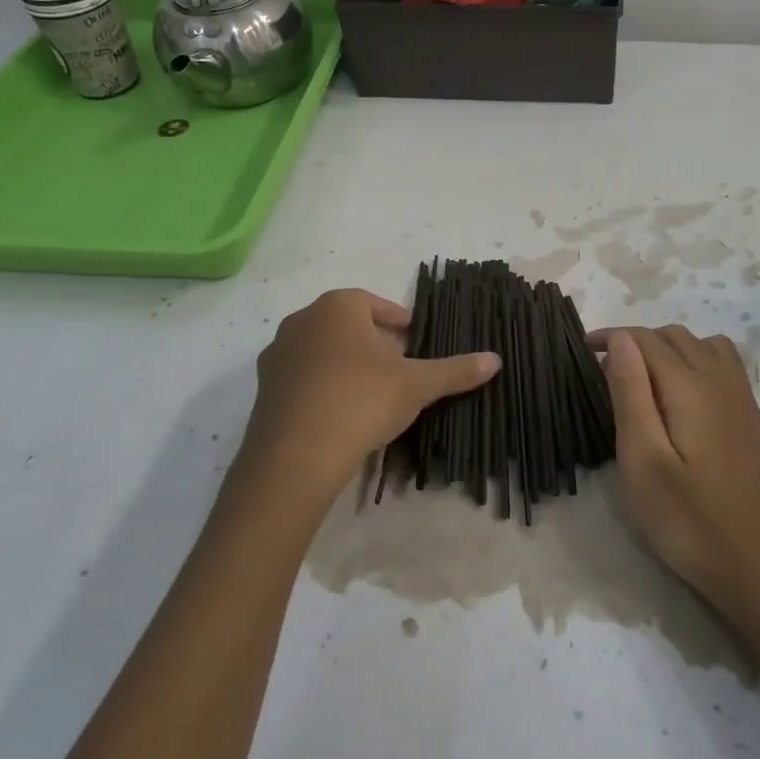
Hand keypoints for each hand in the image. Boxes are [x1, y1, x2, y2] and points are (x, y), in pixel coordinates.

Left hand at [242, 289, 500, 501]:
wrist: (296, 456)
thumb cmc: (361, 401)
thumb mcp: (417, 385)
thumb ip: (455, 370)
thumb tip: (495, 359)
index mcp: (338, 307)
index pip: (373, 302)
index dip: (396, 320)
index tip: (413, 340)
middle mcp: (302, 321)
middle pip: (346, 324)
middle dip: (372, 341)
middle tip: (397, 367)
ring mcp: (277, 354)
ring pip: (321, 350)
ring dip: (345, 363)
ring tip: (370, 392)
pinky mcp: (263, 389)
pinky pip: (301, 378)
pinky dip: (322, 386)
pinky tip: (340, 414)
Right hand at [596, 327, 759, 621]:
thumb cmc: (691, 522)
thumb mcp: (643, 462)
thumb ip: (631, 394)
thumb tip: (623, 339)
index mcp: (691, 387)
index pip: (647, 339)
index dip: (613, 337)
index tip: (583, 350)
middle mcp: (721, 381)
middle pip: (676, 336)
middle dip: (638, 341)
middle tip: (607, 371)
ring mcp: (743, 399)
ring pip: (704, 345)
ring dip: (669, 348)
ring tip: (644, 379)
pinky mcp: (753, 420)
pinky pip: (724, 365)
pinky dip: (697, 360)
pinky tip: (683, 397)